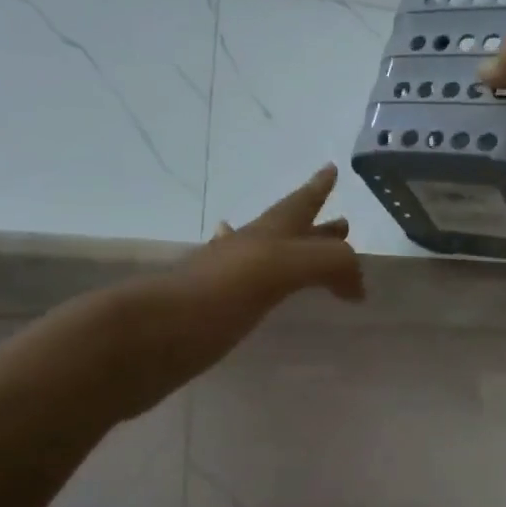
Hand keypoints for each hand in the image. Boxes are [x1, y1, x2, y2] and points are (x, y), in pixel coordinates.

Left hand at [81, 165, 363, 417]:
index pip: (298, 204)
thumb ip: (327, 263)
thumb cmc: (215, 295)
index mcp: (264, 235)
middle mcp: (246, 251)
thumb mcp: (279, 268)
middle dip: (317, 226)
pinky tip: (261, 293)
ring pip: (270, 258)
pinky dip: (270, 285)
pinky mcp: (216, 313)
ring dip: (296, 253)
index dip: (317, 188)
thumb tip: (358, 283)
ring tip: (312, 258)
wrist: (147, 337)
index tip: (331, 169)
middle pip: (288, 230)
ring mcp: (227, 281)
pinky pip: (253, 289)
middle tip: (343, 223)